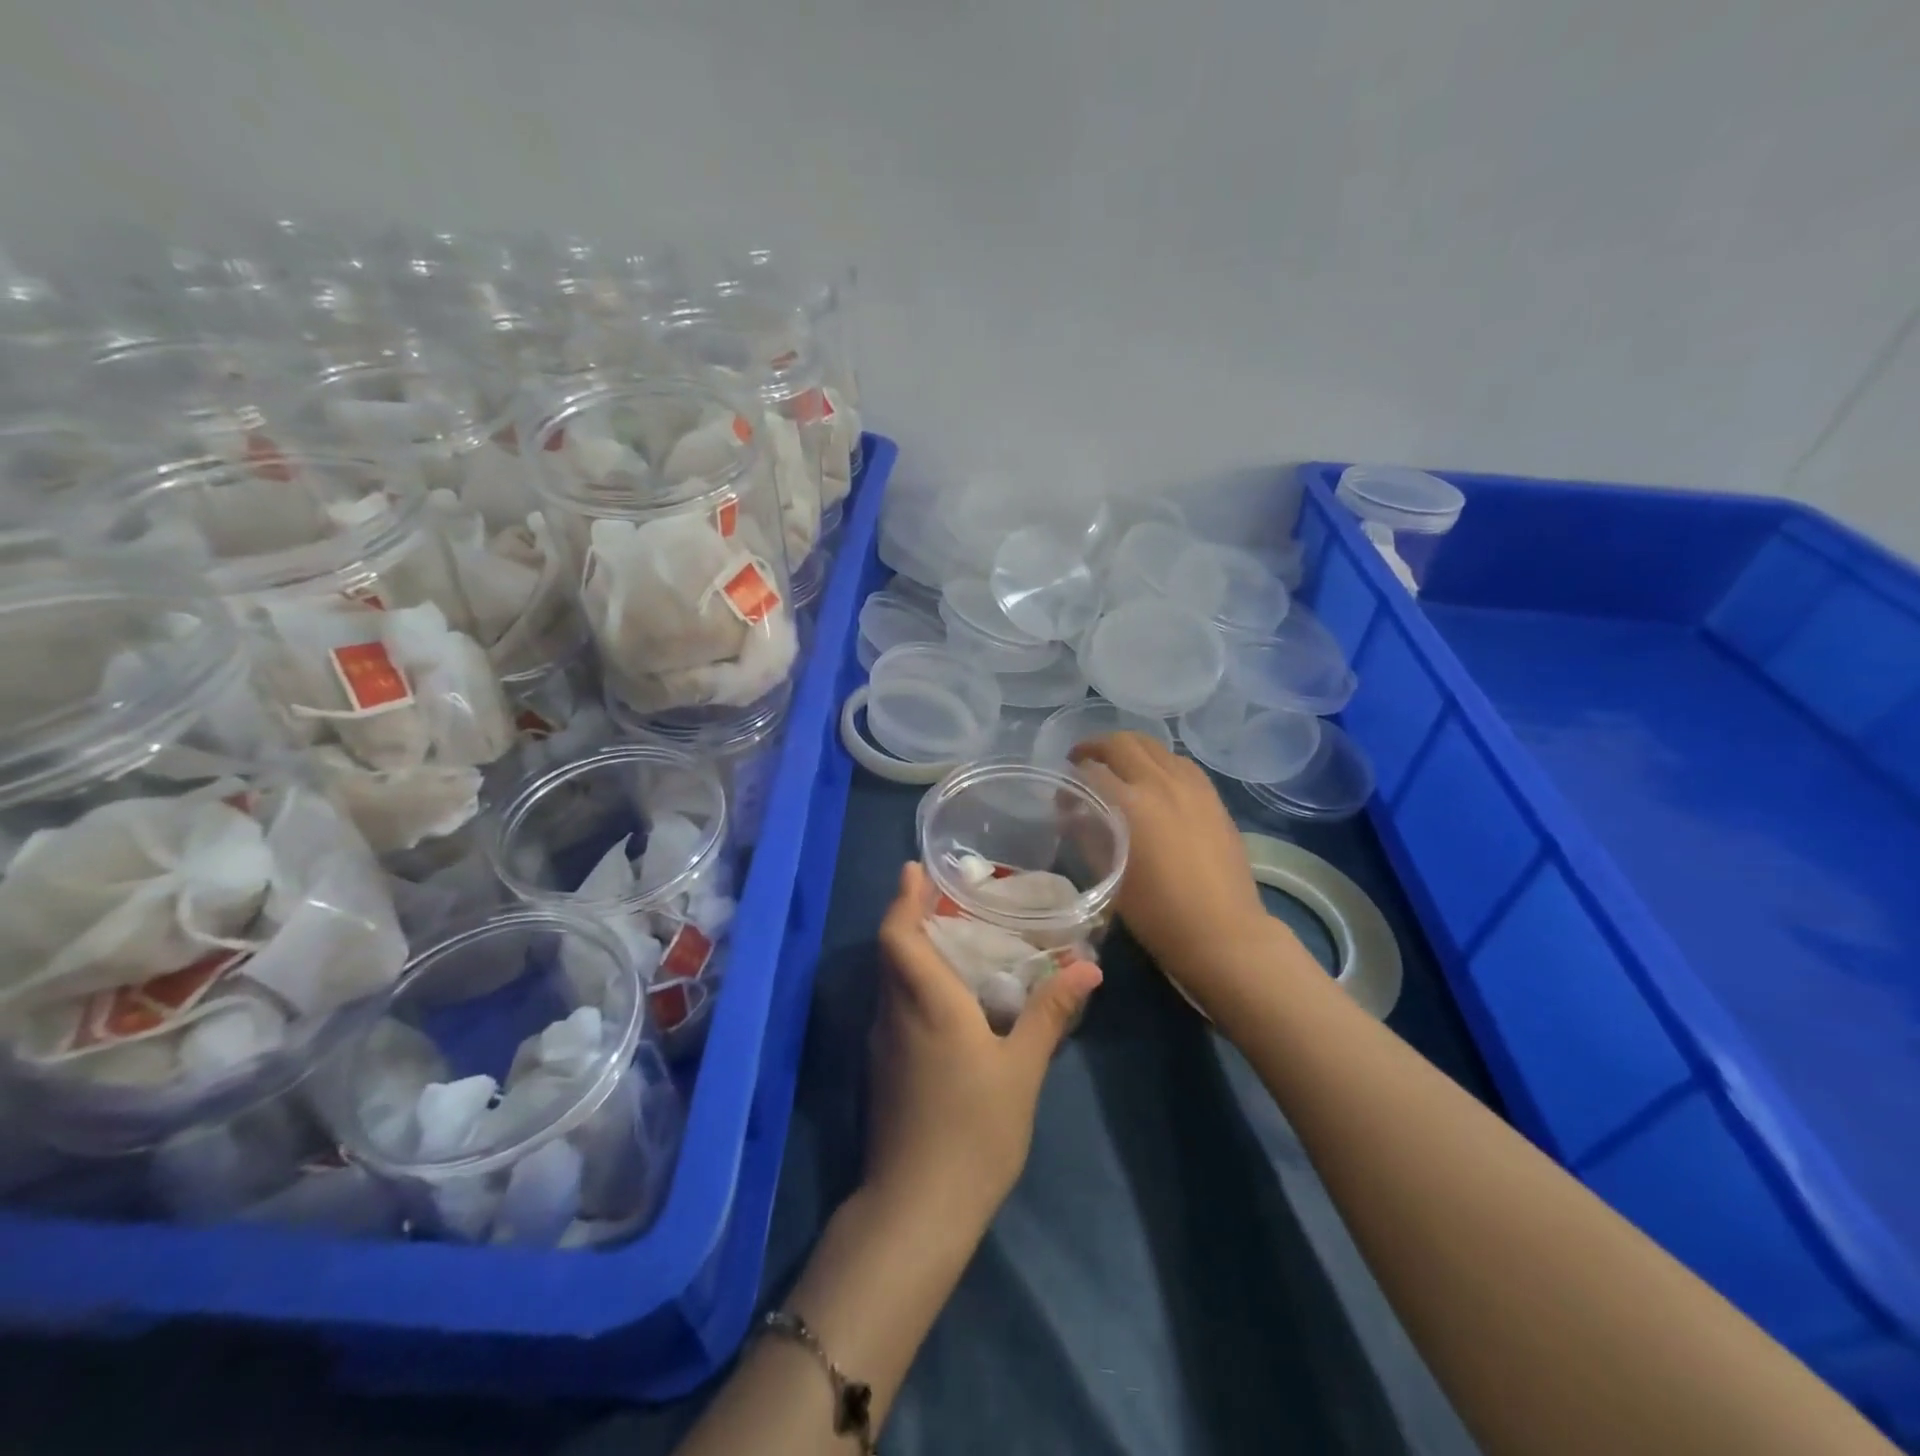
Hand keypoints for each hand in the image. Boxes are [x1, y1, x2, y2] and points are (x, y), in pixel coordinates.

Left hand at [866, 862, 1102, 1237]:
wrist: (917, 1207)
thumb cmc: (974, 1130)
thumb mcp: (1021, 1069)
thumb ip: (1049, 1014)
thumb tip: (1087, 968)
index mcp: (926, 1002)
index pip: (898, 935)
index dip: (903, 898)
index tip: (915, 869)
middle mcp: (895, 1012)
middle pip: (892, 951)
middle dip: (911, 917)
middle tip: (947, 897)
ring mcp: (884, 1042)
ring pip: (891, 979)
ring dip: (912, 950)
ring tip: (952, 937)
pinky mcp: (883, 1067)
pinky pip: (895, 1005)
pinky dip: (913, 983)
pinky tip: (947, 996)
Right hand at [1070, 732, 1295, 1015]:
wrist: (1222, 932)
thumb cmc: (1157, 912)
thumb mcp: (1109, 873)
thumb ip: (1087, 833)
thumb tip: (1072, 811)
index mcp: (1131, 803)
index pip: (1090, 770)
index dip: (1070, 778)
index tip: (1062, 796)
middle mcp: (1162, 782)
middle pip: (1122, 743)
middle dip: (1095, 748)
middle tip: (1082, 763)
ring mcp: (1192, 785)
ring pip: (1154, 746)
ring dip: (1129, 750)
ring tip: (1117, 767)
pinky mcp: (1212, 796)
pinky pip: (1180, 762)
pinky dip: (1158, 761)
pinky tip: (1154, 780)